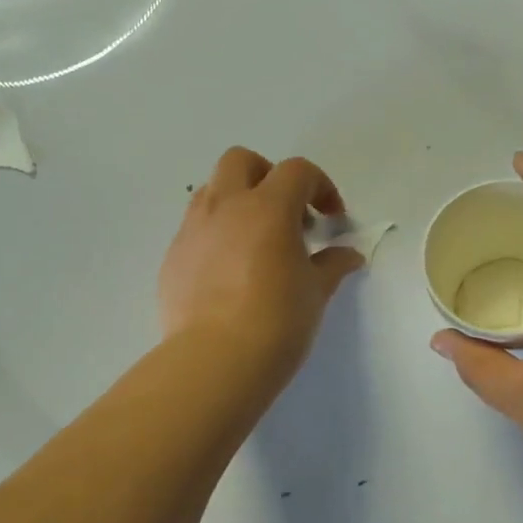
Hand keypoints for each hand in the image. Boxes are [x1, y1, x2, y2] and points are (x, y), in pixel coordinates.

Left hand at [159, 148, 365, 386]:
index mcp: (267, 207)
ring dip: (237, 202)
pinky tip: (228, 272)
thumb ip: (332, 265)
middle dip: (268, 176)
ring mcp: (193, 230)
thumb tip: (349, 255)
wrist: (215, 361)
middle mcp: (225, 206)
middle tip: (287, 214)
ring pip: (212, 190)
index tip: (331, 219)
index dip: (320, 187)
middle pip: (242, 161)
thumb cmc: (277, 321)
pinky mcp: (173, 257)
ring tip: (256, 241)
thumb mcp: (315, 292)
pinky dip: (216, 234)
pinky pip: (195, 228)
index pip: (297, 171)